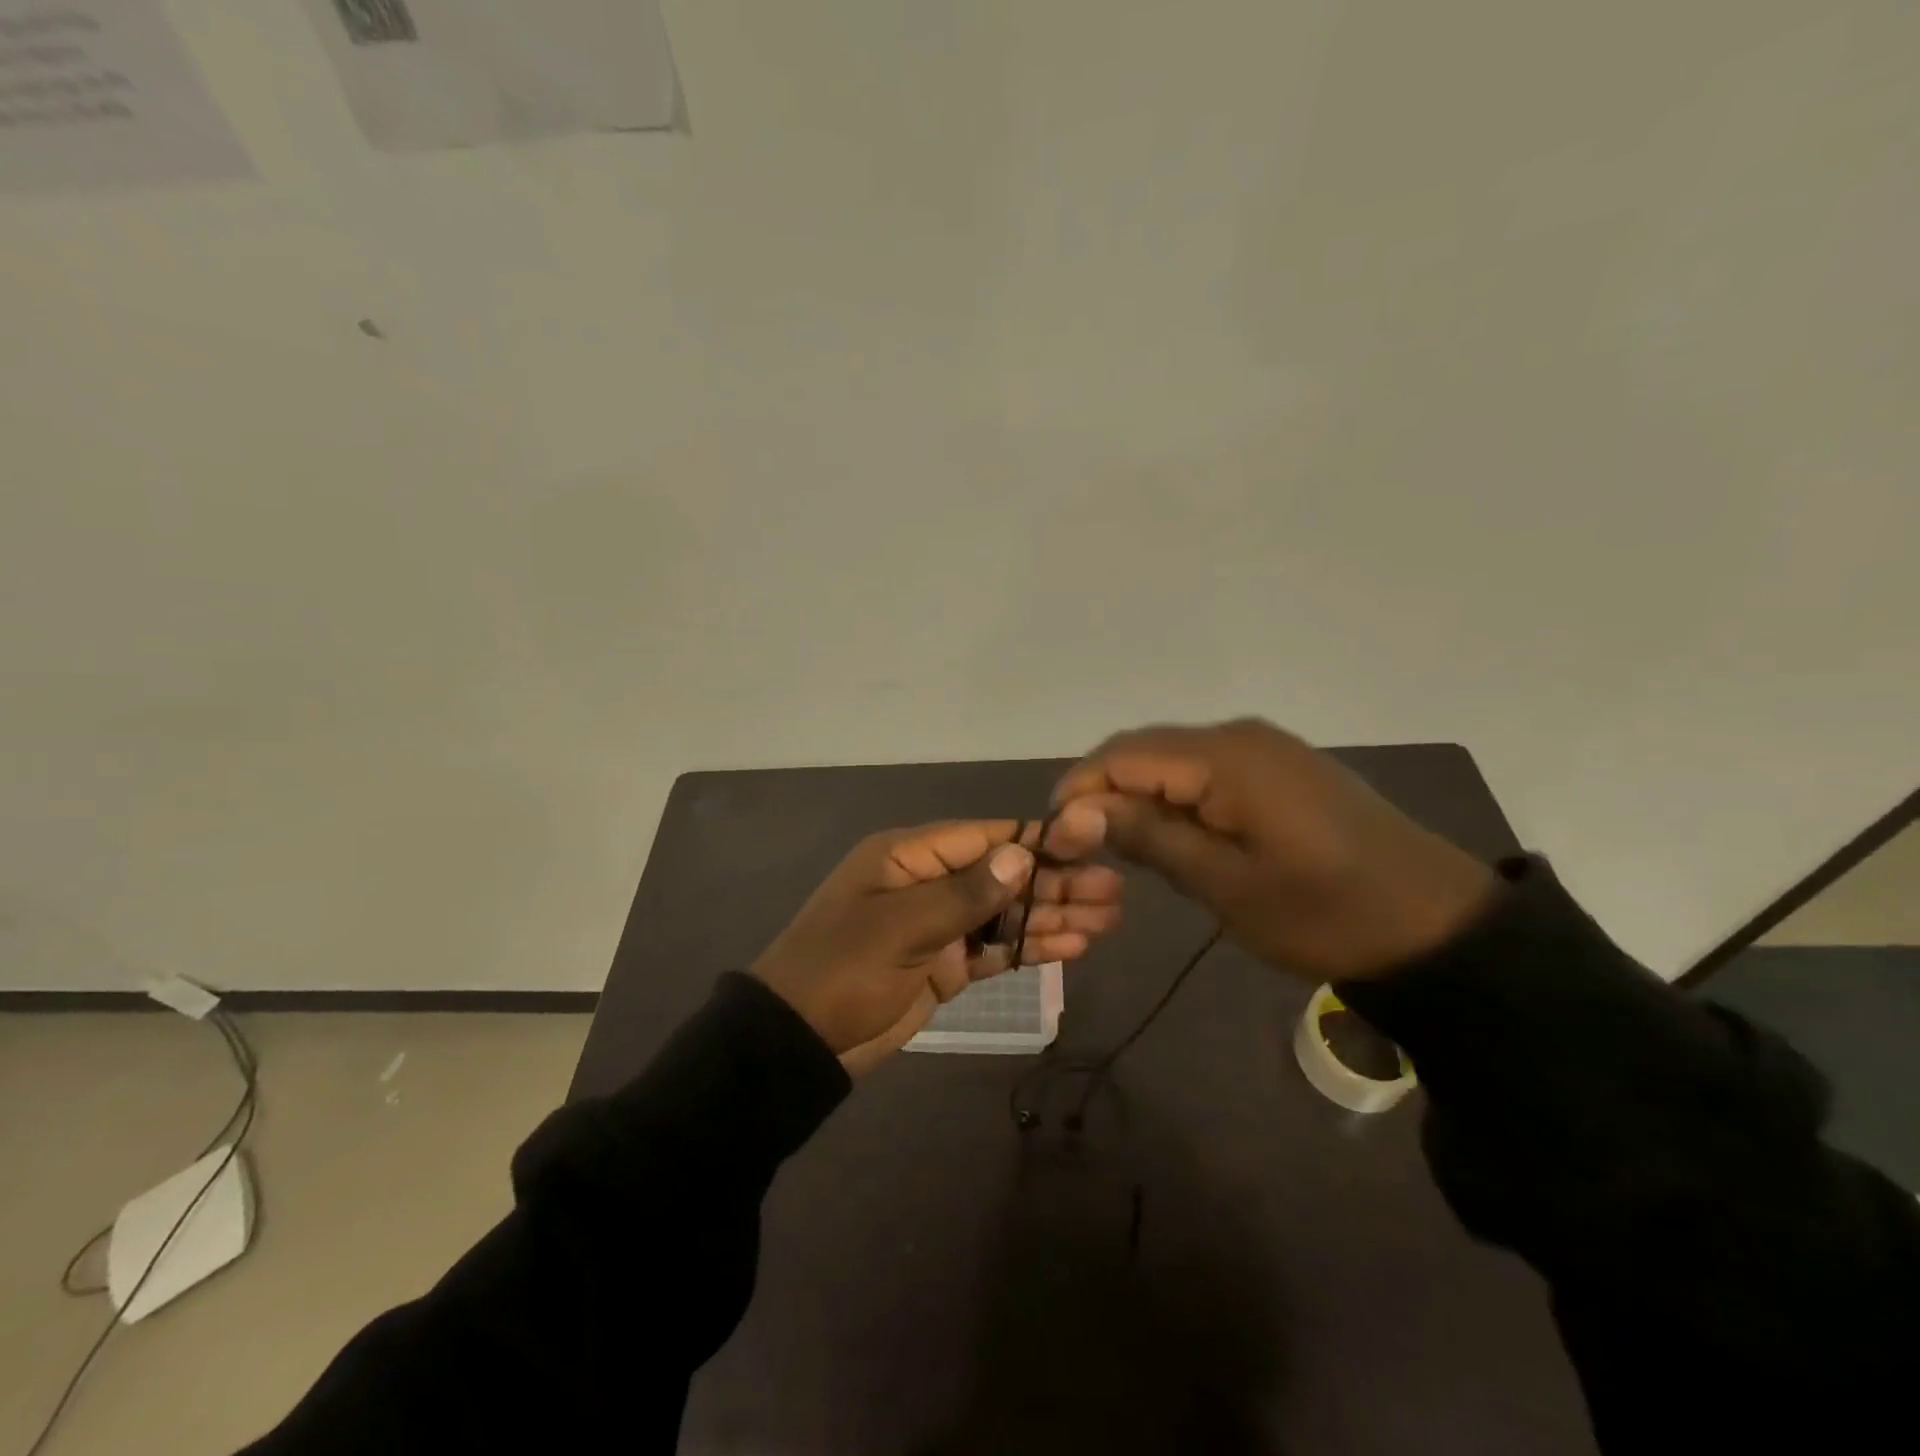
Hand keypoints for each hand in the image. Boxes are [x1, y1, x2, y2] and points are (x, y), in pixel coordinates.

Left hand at [751, 810, 1121, 1076]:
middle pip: (1004, 876)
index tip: (1091, 846)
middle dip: (1057, 883)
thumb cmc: (843, 970)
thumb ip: (965, 893)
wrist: (798, 1043)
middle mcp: (930, 882)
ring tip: (1109, 920)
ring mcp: (940, 925)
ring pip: (1007, 913)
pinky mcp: (946, 965)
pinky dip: (1032, 948)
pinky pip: (996, 949)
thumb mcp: (901, 927)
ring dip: (1054, 916)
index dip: (1038, 841)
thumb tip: (1021, 854)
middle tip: (1114, 893)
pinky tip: (1074, 947)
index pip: (985, 837)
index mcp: (911, 856)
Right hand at [1053, 719, 1496, 981]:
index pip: (1122, 755)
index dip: (1079, 791)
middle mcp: (1239, 735)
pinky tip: (1174, 833)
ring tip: (1122, 846)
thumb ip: (1148, 836)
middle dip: (1104, 791)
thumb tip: (1076, 812)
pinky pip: (1207, 768)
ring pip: (1173, 758)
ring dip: (1139, 794)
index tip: (1055, 837)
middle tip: (1083, 847)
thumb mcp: (1225, 884)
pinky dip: (1176, 795)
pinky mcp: (1281, 766)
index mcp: (1224, 758)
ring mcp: (1264, 747)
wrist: (1437, 925)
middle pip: (1144, 749)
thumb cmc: (1324, 912)